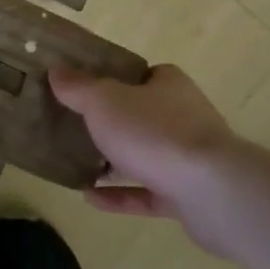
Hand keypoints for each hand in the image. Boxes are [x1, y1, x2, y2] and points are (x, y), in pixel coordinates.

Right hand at [51, 65, 242, 251]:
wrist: (213, 193)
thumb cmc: (154, 132)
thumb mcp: (103, 101)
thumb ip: (78, 87)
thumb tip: (56, 71)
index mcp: (169, 86)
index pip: (145, 74)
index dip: (118, 78)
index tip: (89, 87)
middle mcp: (185, 117)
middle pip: (144, 114)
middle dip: (115, 121)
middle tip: (77, 124)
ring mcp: (189, 159)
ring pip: (147, 155)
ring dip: (117, 160)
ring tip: (79, 162)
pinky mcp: (190, 197)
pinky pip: (148, 193)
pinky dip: (121, 196)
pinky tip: (90, 198)